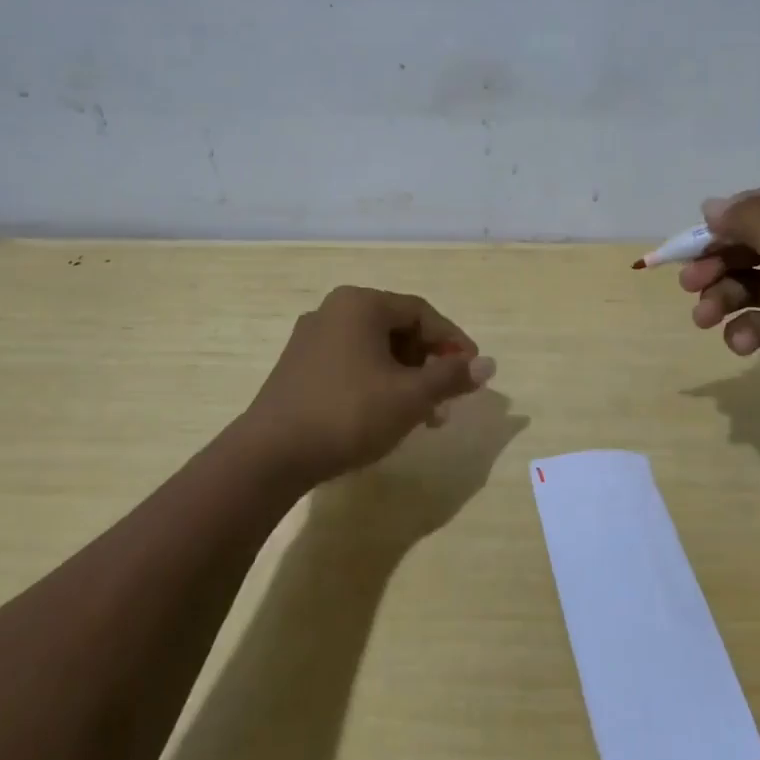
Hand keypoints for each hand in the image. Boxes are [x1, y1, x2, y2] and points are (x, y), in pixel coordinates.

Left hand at [239, 286, 496, 486]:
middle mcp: (334, 310)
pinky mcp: (298, 367)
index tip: (473, 371)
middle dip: (429, 363)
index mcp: (361, 304)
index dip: (453, 341)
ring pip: (375, 350)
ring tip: (424, 416)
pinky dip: (377, 384)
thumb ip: (451, 376)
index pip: (422, 313)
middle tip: (449, 397)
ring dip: (406, 378)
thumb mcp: (410, 396)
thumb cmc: (349, 413)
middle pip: (398, 329)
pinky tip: (387, 416)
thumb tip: (489, 365)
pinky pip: (352, 364)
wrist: (270, 456)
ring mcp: (311, 339)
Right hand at [680, 192, 759, 474]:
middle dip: (721, 264)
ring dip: (725, 299)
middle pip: (759, 248)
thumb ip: (754, 223)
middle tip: (688, 282)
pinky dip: (747, 330)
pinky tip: (741, 345)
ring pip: (755, 287)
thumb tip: (713, 205)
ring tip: (702, 319)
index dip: (736, 217)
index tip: (700, 234)